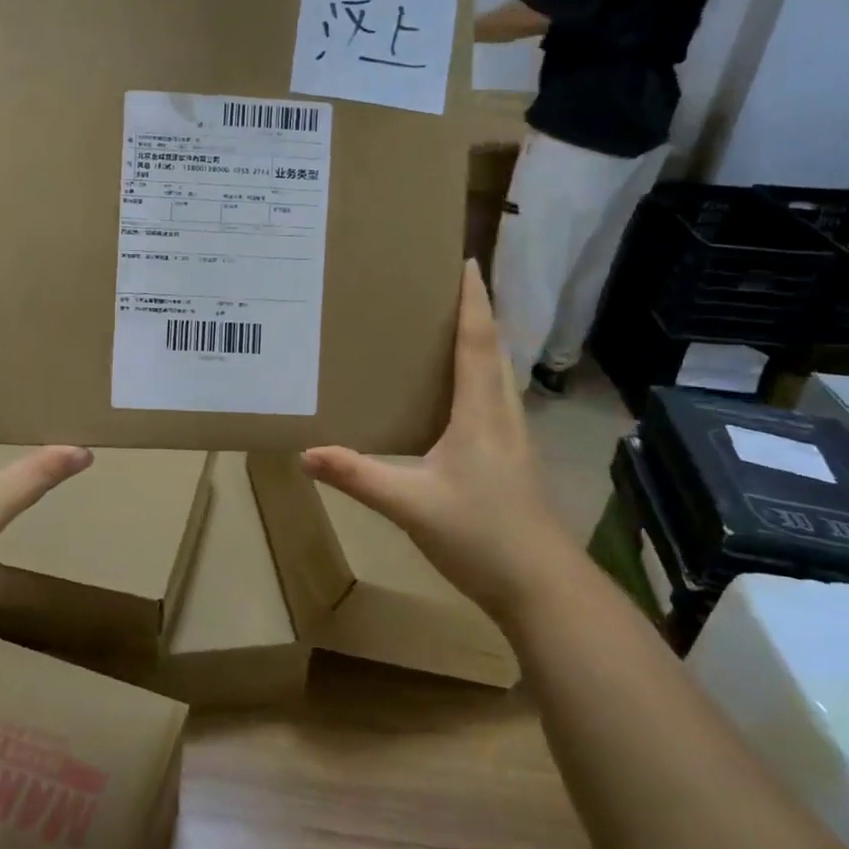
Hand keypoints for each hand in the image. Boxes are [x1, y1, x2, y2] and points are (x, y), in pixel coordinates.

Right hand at [303, 261, 563, 610]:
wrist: (542, 588)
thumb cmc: (481, 535)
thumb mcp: (410, 505)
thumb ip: (359, 476)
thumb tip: (306, 453)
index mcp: (481, 411)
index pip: (478, 340)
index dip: (473, 299)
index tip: (465, 260)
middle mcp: (502, 413)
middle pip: (492, 348)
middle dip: (473, 311)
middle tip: (441, 286)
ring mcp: (512, 436)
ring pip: (496, 373)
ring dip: (478, 341)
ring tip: (443, 326)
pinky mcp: (511, 457)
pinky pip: (493, 398)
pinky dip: (476, 375)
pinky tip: (452, 392)